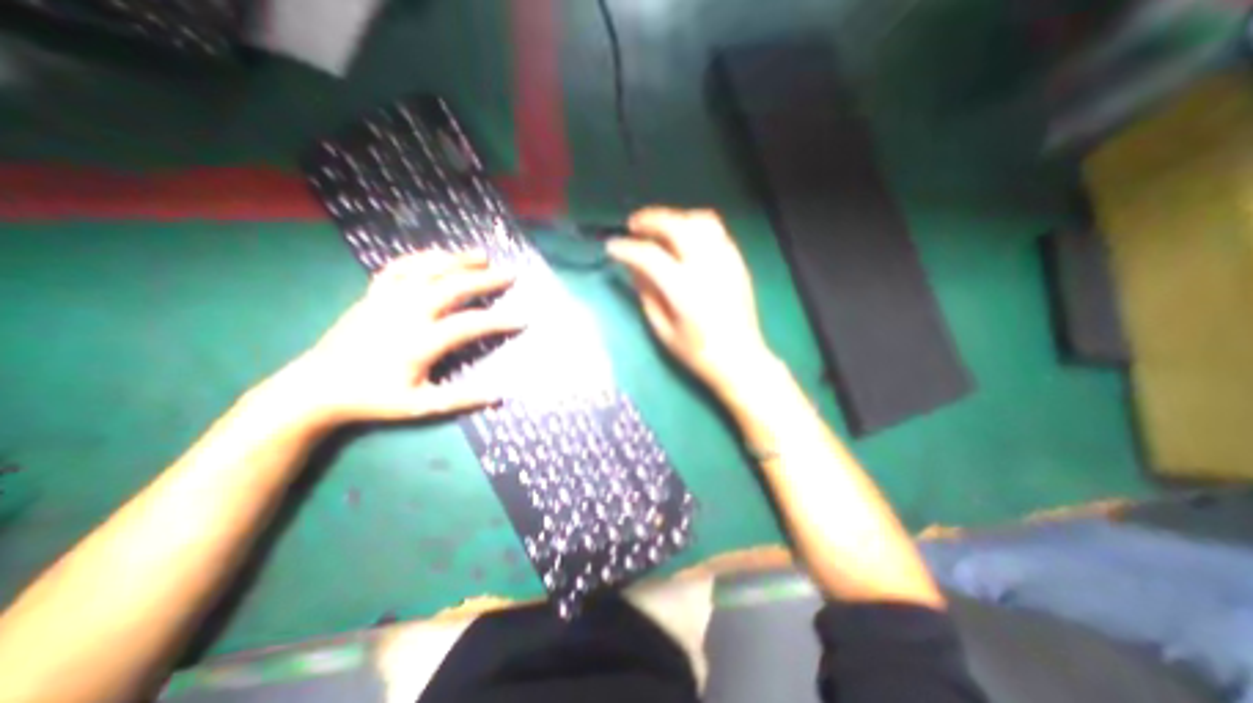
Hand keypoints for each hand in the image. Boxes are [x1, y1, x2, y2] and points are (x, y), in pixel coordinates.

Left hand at [261, 254, 522, 427]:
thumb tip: (499, 396)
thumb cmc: (372, 398)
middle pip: (453, 287)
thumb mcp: (419, 406)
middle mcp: (406, 313)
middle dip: (485, 280)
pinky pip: (400, 267)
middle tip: (510, 274)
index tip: (522, 318)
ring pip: (428, 270)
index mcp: (420, 342)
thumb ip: (461, 399)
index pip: (470, 325)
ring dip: (457, 260)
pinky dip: (422, 257)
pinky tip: (438, 255)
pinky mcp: (373, 294)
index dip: (500, 321)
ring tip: (482, 256)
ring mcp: (387, 299)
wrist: (316, 387)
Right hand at [606, 207, 774, 396]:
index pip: (649, 255)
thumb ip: (647, 294)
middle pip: (676, 225)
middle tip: (633, 226)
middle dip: (649, 219)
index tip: (612, 246)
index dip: (626, 248)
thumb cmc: (698, 352)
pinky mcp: (737, 262)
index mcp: (684, 289)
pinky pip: (716, 230)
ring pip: (699, 220)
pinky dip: (695, 226)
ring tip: (660, 228)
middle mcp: (707, 267)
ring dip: (674, 218)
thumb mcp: (663, 328)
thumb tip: (634, 266)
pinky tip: (685, 238)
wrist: (740, 358)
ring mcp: (726, 261)